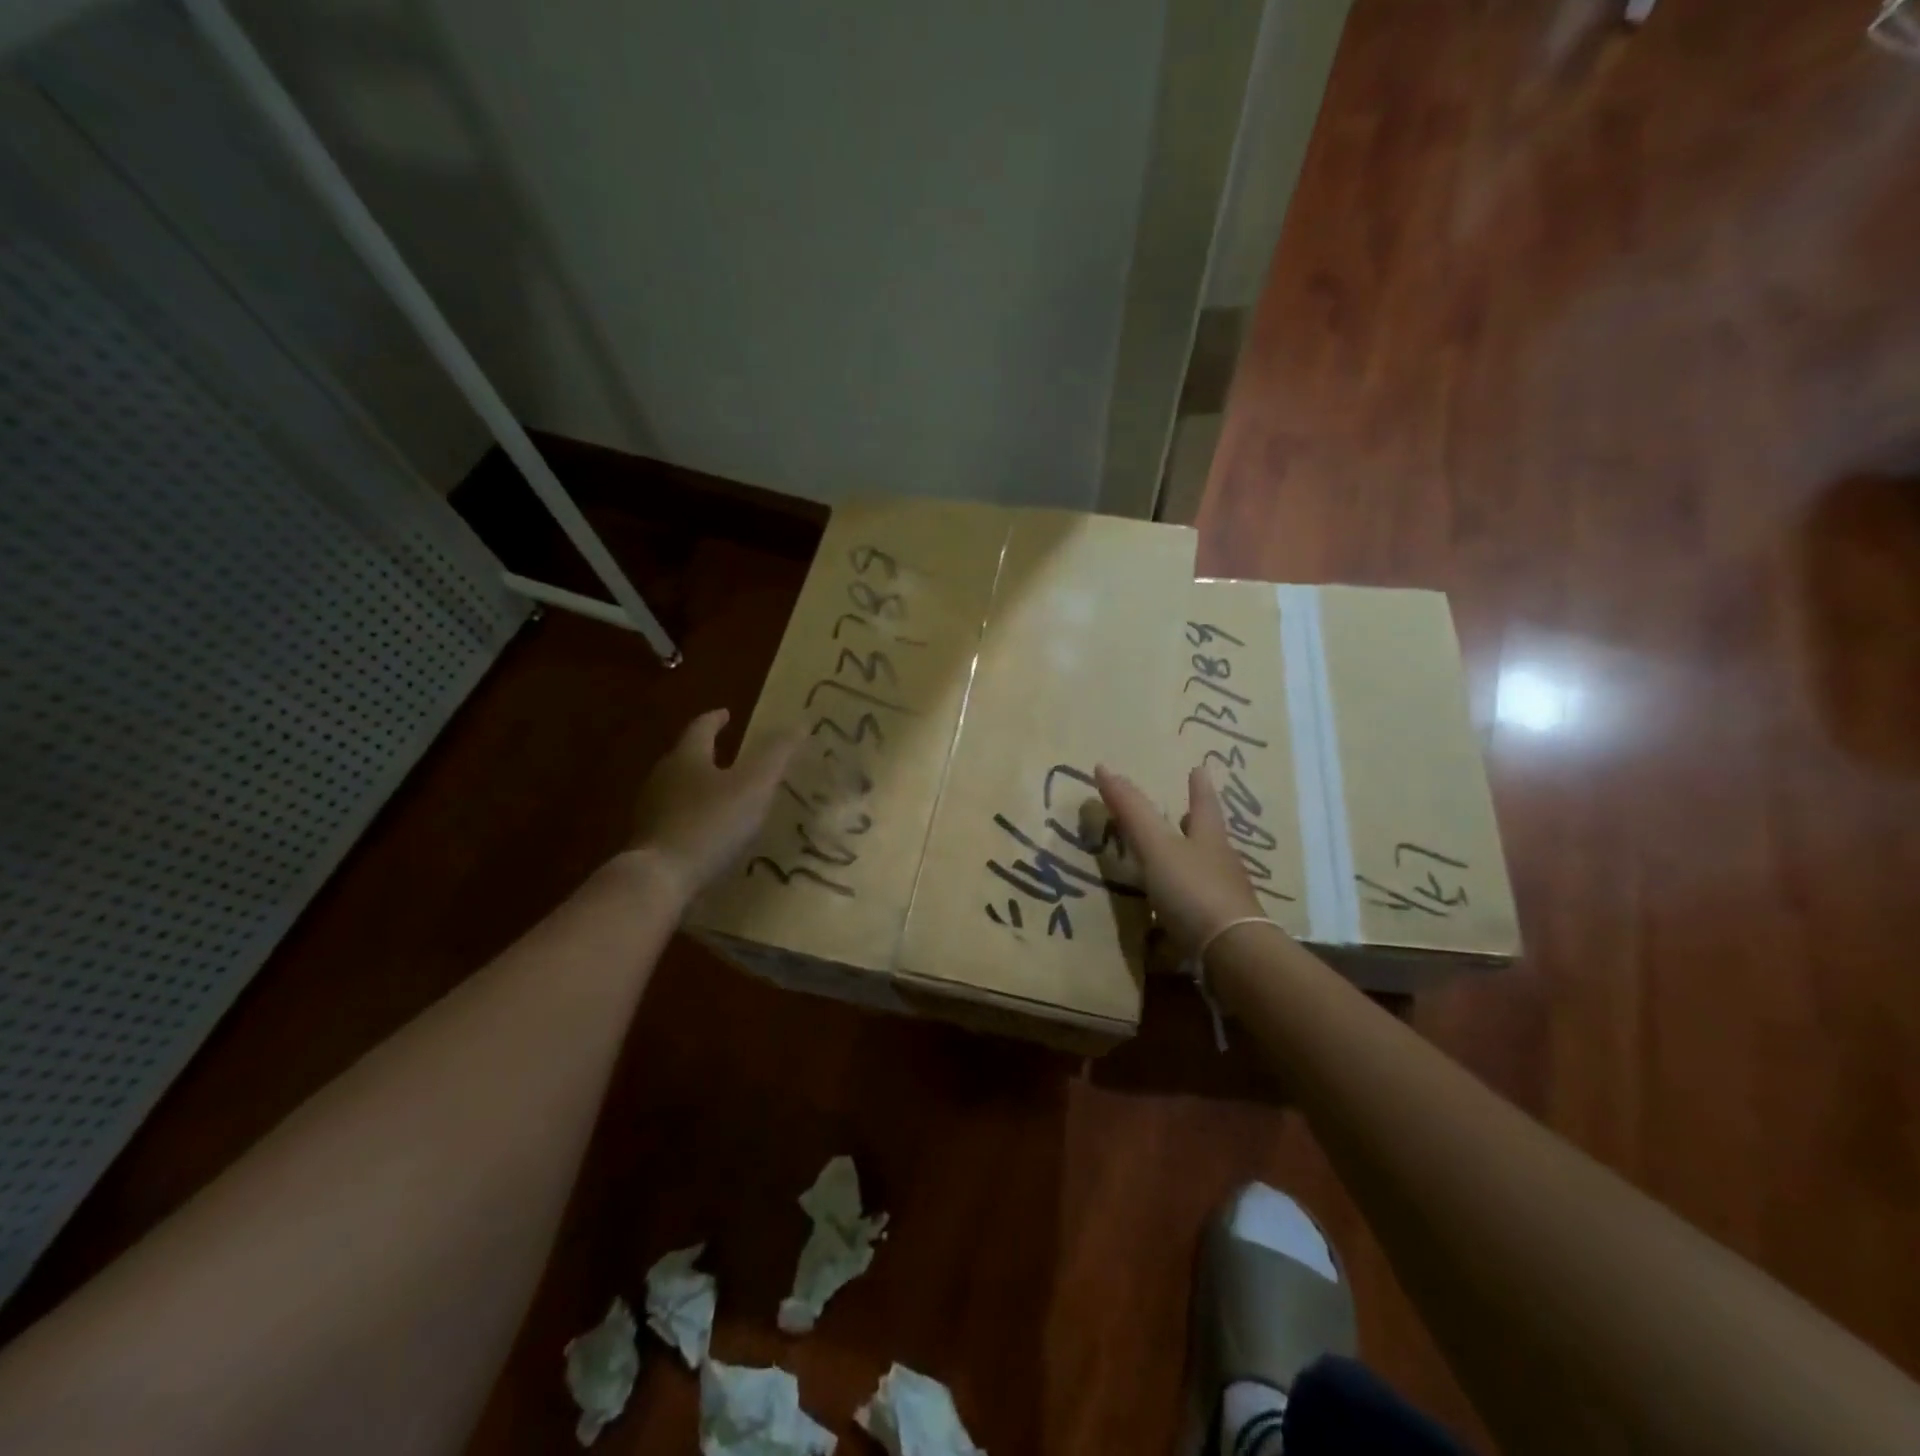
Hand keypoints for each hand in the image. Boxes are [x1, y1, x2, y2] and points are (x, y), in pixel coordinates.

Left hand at [628, 709, 798, 902]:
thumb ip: (776, 755)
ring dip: (700, 787)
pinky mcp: (650, 841)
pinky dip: (694, 817)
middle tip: (730, 754)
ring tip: (724, 794)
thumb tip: (798, 723)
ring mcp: (652, 810)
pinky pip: (676, 819)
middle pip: (686, 757)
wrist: (660, 879)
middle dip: (707, 753)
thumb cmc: (710, 823)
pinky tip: (709, 831)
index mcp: (687, 757)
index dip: (716, 719)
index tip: (726, 714)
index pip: (701, 728)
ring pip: (679, 789)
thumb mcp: (754, 785)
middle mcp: (663, 777)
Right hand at [1094, 764, 1268, 958]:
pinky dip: (1185, 902)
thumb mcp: (1157, 846)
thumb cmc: (1194, 890)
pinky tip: (1170, 912)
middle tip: (1185, 814)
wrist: (1232, 955)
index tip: (1199, 768)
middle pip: (1208, 837)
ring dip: (1190, 862)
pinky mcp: (1219, 929)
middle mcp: (1221, 864)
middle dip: (1196, 824)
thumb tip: (1103, 766)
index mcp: (1209, 838)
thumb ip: (1132, 812)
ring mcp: (1224, 898)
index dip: (1199, 787)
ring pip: (1206, 871)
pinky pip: (1200, 907)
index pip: (1203, 804)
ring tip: (1172, 860)